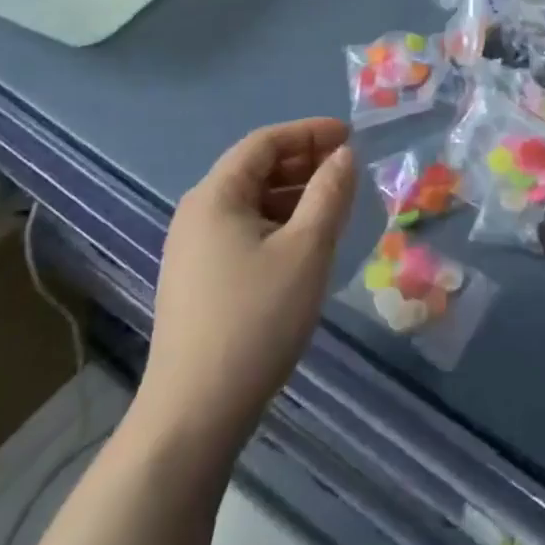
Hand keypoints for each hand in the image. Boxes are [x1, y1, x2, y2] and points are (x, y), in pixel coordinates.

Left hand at [133, 119, 355, 465]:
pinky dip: (280, 222)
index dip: (310, 132)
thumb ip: (330, 192)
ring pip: (252, 202)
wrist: (196, 411)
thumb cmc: (257, 317)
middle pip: (255, 169)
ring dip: (295, 193)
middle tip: (349, 169)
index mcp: (215, 197)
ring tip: (336, 205)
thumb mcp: (308, 247)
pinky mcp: (199, 280)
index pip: (264, 142)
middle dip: (304, 162)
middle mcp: (197, 214)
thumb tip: (343, 155)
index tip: (351, 136)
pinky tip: (307, 242)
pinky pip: (245, 230)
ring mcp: (193, 250)